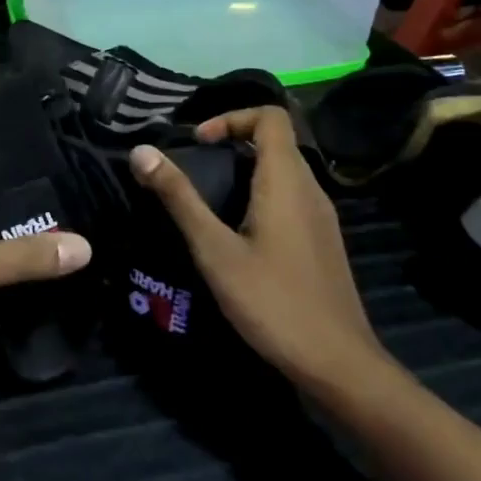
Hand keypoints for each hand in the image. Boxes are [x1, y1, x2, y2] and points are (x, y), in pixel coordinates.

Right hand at [130, 108, 384, 392]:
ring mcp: (321, 216)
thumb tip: (141, 151)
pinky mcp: (322, 240)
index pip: (270, 116)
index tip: (199, 144)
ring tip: (208, 199)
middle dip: (232, 142)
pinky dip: (261, 195)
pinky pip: (290, 197)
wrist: (338, 364)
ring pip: (283, 170)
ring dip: (245, 170)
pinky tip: (237, 234)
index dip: (232, 117)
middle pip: (275, 140)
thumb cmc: (272, 301)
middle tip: (194, 169)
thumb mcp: (214, 250)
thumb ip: (179, 198)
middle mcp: (311, 188)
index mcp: (287, 180)